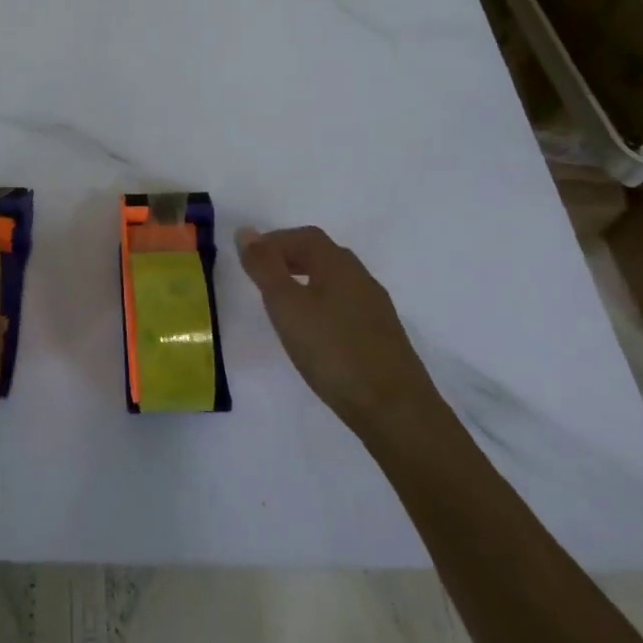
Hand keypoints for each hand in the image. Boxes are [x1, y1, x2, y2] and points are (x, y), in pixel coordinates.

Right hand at [237, 225, 439, 440]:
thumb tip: (246, 231)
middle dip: (290, 259)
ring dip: (307, 283)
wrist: (396, 412)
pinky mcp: (383, 338)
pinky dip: (324, 307)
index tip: (250, 259)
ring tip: (284, 307)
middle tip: (263, 278)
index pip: (304, 236)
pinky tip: (315, 335)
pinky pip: (347, 307)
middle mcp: (361, 278)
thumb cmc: (333, 351)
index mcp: (338, 265)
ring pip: (336, 283)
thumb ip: (264, 267)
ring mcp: (376, 309)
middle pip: (323, 255)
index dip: (275, 241)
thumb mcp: (286, 306)